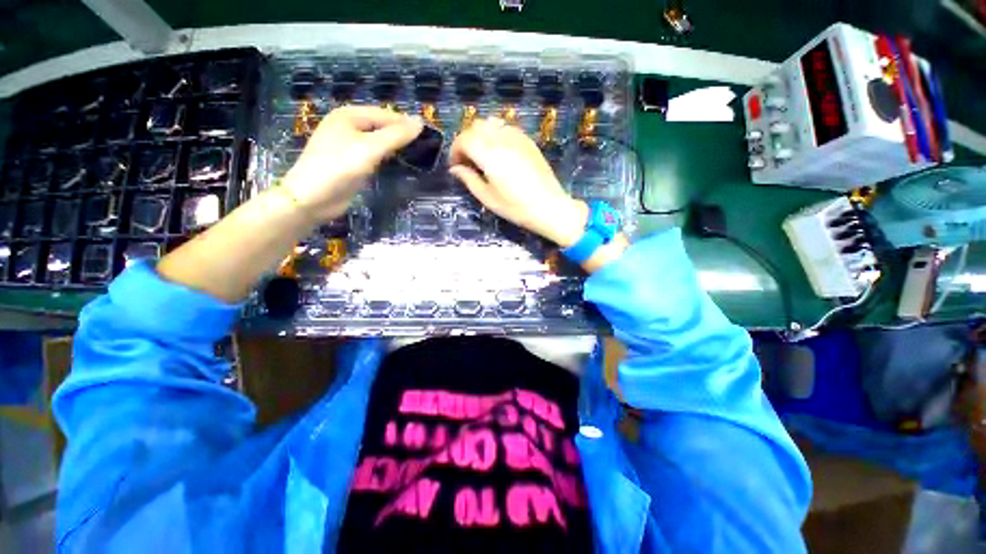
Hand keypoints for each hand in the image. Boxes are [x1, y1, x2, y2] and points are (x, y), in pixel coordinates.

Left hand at [283, 106, 422, 221]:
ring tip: (416, 154)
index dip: (406, 124)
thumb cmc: (339, 167)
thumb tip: (420, 122)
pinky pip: (373, 154)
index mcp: (349, 115)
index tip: (429, 136)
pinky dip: (386, 157)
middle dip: (401, 135)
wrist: (312, 197)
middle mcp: (348, 126)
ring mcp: (348, 145)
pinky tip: (397, 163)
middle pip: (381, 126)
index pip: (385, 114)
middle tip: (425, 147)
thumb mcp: (370, 148)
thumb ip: (396, 135)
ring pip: (378, 141)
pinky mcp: (350, 162)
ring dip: (395, 146)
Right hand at [449, 118, 587, 246]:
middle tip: (467, 161)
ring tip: (482, 154)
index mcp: (488, 155)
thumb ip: (469, 179)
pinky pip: (506, 127)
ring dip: (481, 135)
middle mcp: (501, 140)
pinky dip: (496, 134)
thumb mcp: (488, 198)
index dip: (455, 151)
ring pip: (491, 123)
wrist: (548, 206)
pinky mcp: (528, 141)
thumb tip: (455, 169)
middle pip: (475, 126)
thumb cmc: (515, 207)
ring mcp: (517, 137)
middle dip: (466, 140)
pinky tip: (499, 152)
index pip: (463, 139)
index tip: (456, 166)